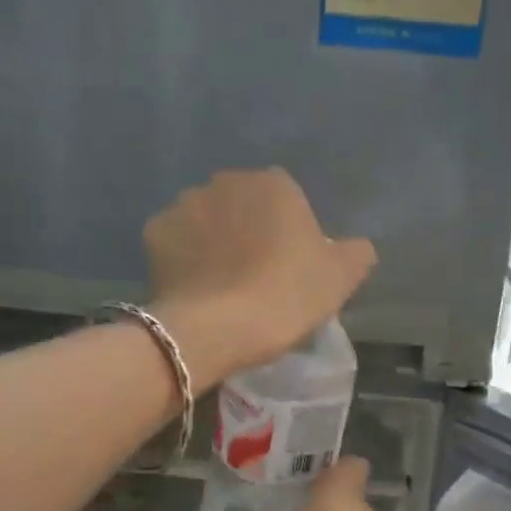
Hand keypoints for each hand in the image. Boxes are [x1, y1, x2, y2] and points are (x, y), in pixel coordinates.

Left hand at [145, 169, 376, 388]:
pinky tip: (196, 288)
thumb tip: (356, 247)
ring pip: (207, 221)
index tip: (291, 269)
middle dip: (249, 231)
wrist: (217, 328)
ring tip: (223, 286)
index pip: (288, 200)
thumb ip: (356, 253)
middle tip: (258, 277)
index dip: (290, 234)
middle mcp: (226, 182)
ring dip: (215, 243)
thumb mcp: (341, 279)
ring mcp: (185, 204)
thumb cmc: (287, 296)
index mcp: (274, 184)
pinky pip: (177, 242)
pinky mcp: (154, 232)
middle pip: (244, 206)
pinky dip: (185, 259)